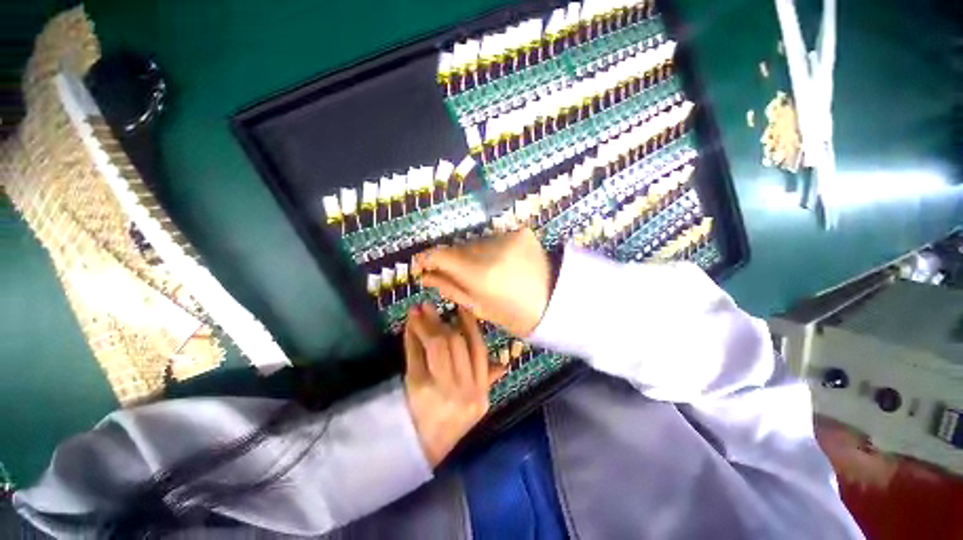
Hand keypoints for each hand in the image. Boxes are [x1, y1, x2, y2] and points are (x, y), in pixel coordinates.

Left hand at [404, 304, 504, 466]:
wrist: (420, 452)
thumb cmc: (449, 426)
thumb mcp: (475, 406)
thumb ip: (488, 381)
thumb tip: (503, 363)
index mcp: (480, 392)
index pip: (479, 349)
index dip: (470, 325)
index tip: (462, 307)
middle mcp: (465, 388)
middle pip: (456, 343)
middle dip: (442, 320)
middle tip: (430, 306)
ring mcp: (441, 388)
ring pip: (438, 344)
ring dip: (426, 324)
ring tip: (418, 310)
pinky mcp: (418, 388)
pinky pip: (416, 355)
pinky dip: (412, 337)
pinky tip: (409, 327)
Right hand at [414, 229, 552, 336]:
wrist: (555, 302)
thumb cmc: (514, 314)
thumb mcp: (479, 306)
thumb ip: (450, 288)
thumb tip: (425, 276)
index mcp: (479, 273)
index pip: (442, 255)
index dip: (428, 257)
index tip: (422, 263)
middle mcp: (491, 249)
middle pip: (459, 247)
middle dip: (454, 259)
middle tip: (463, 274)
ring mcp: (508, 237)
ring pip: (477, 241)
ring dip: (474, 253)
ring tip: (488, 270)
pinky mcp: (521, 232)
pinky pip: (496, 237)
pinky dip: (493, 248)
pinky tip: (503, 262)